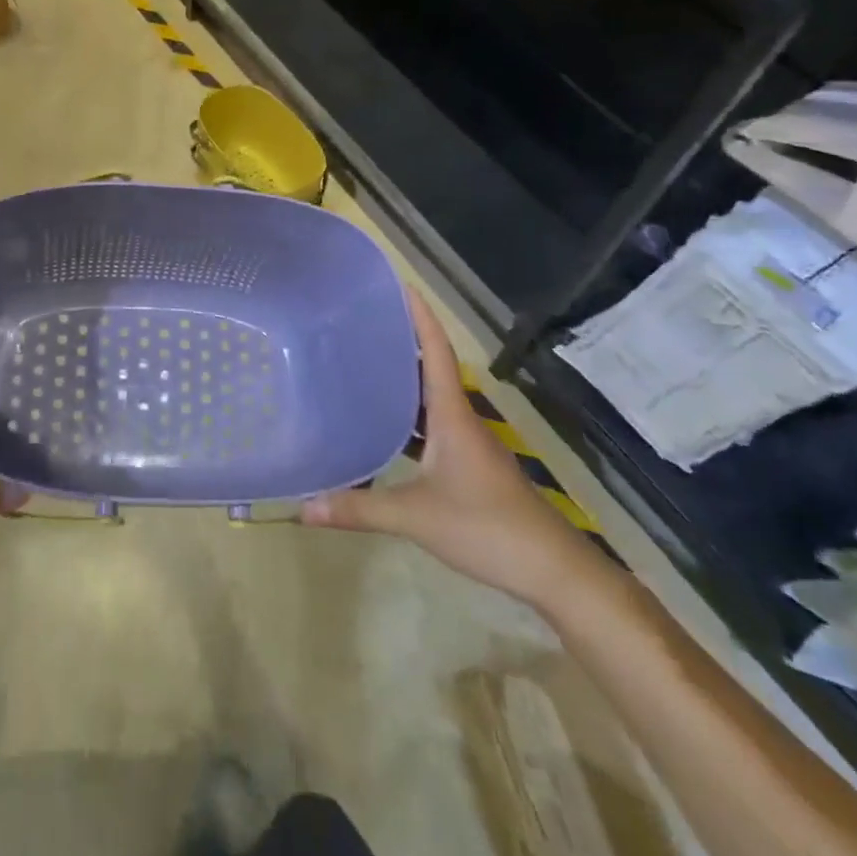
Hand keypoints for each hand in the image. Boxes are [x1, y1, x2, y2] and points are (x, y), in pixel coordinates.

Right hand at [299, 289, 605, 607]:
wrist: (552, 571)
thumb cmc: (487, 528)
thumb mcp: (416, 517)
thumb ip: (360, 509)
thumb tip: (304, 507)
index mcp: (451, 414)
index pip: (437, 351)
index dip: (420, 316)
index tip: (399, 284)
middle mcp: (459, 418)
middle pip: (431, 367)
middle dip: (401, 340)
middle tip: (360, 322)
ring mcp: (467, 443)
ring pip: (430, 399)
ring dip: (403, 379)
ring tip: (361, 364)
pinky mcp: (468, 466)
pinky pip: (431, 426)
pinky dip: (407, 418)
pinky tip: (382, 427)